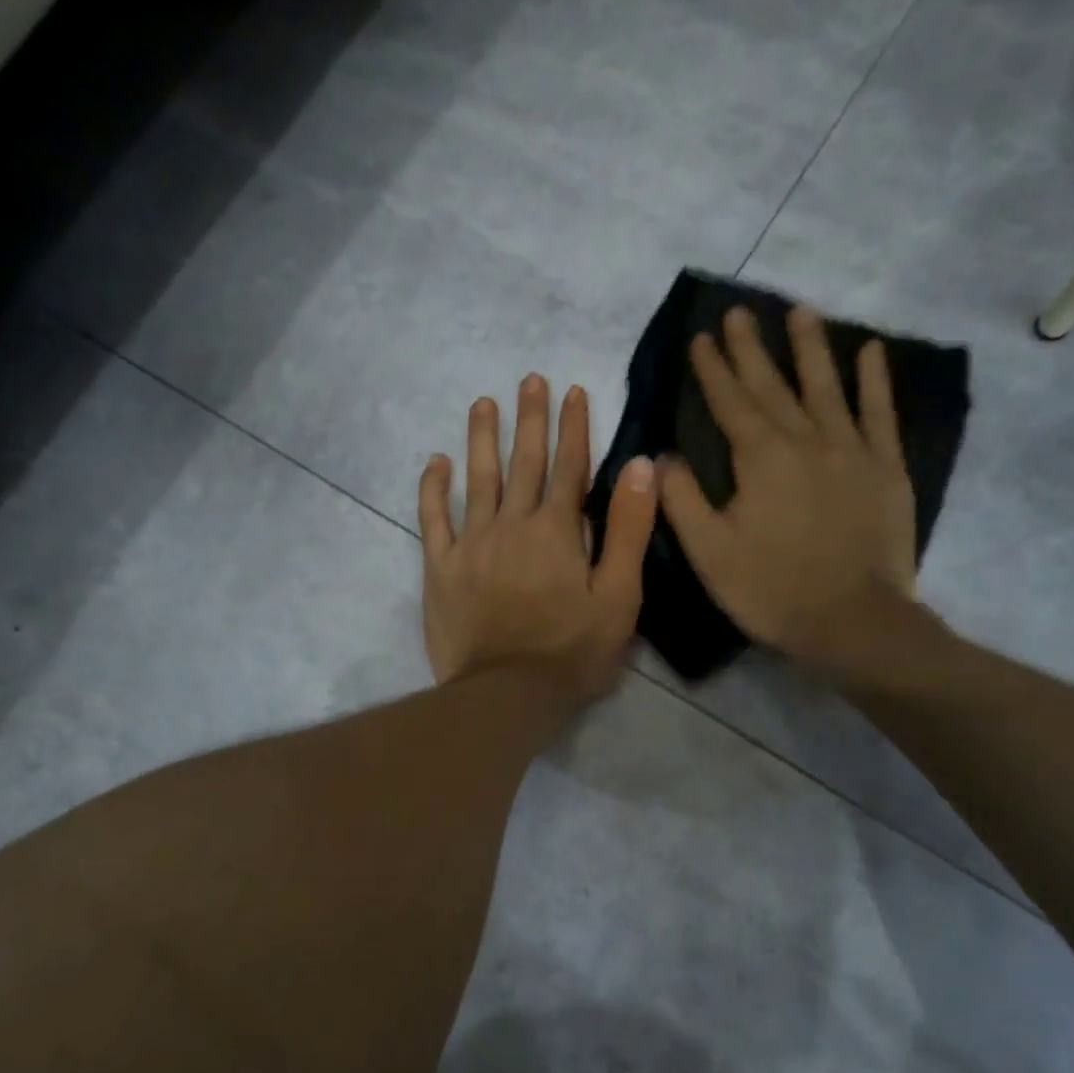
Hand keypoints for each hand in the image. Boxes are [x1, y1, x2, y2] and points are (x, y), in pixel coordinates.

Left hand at [419, 375, 657, 703]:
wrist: (506, 693)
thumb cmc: (572, 650)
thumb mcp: (619, 595)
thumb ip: (629, 529)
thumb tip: (640, 466)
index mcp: (557, 530)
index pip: (568, 466)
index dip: (573, 426)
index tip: (572, 390)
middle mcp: (512, 524)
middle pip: (522, 462)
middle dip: (529, 419)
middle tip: (529, 379)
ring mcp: (471, 543)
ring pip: (477, 479)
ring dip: (481, 439)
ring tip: (483, 404)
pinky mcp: (440, 568)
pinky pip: (432, 519)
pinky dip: (433, 488)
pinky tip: (435, 462)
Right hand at [659, 305, 918, 675]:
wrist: (853, 621)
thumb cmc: (771, 589)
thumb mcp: (709, 552)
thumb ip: (682, 499)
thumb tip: (662, 456)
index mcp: (759, 459)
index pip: (729, 402)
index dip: (713, 369)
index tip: (701, 336)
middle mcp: (805, 440)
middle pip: (773, 385)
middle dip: (751, 348)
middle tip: (738, 311)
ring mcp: (851, 451)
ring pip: (826, 386)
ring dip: (810, 347)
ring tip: (799, 310)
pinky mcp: (886, 469)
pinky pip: (880, 414)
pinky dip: (874, 382)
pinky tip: (870, 351)